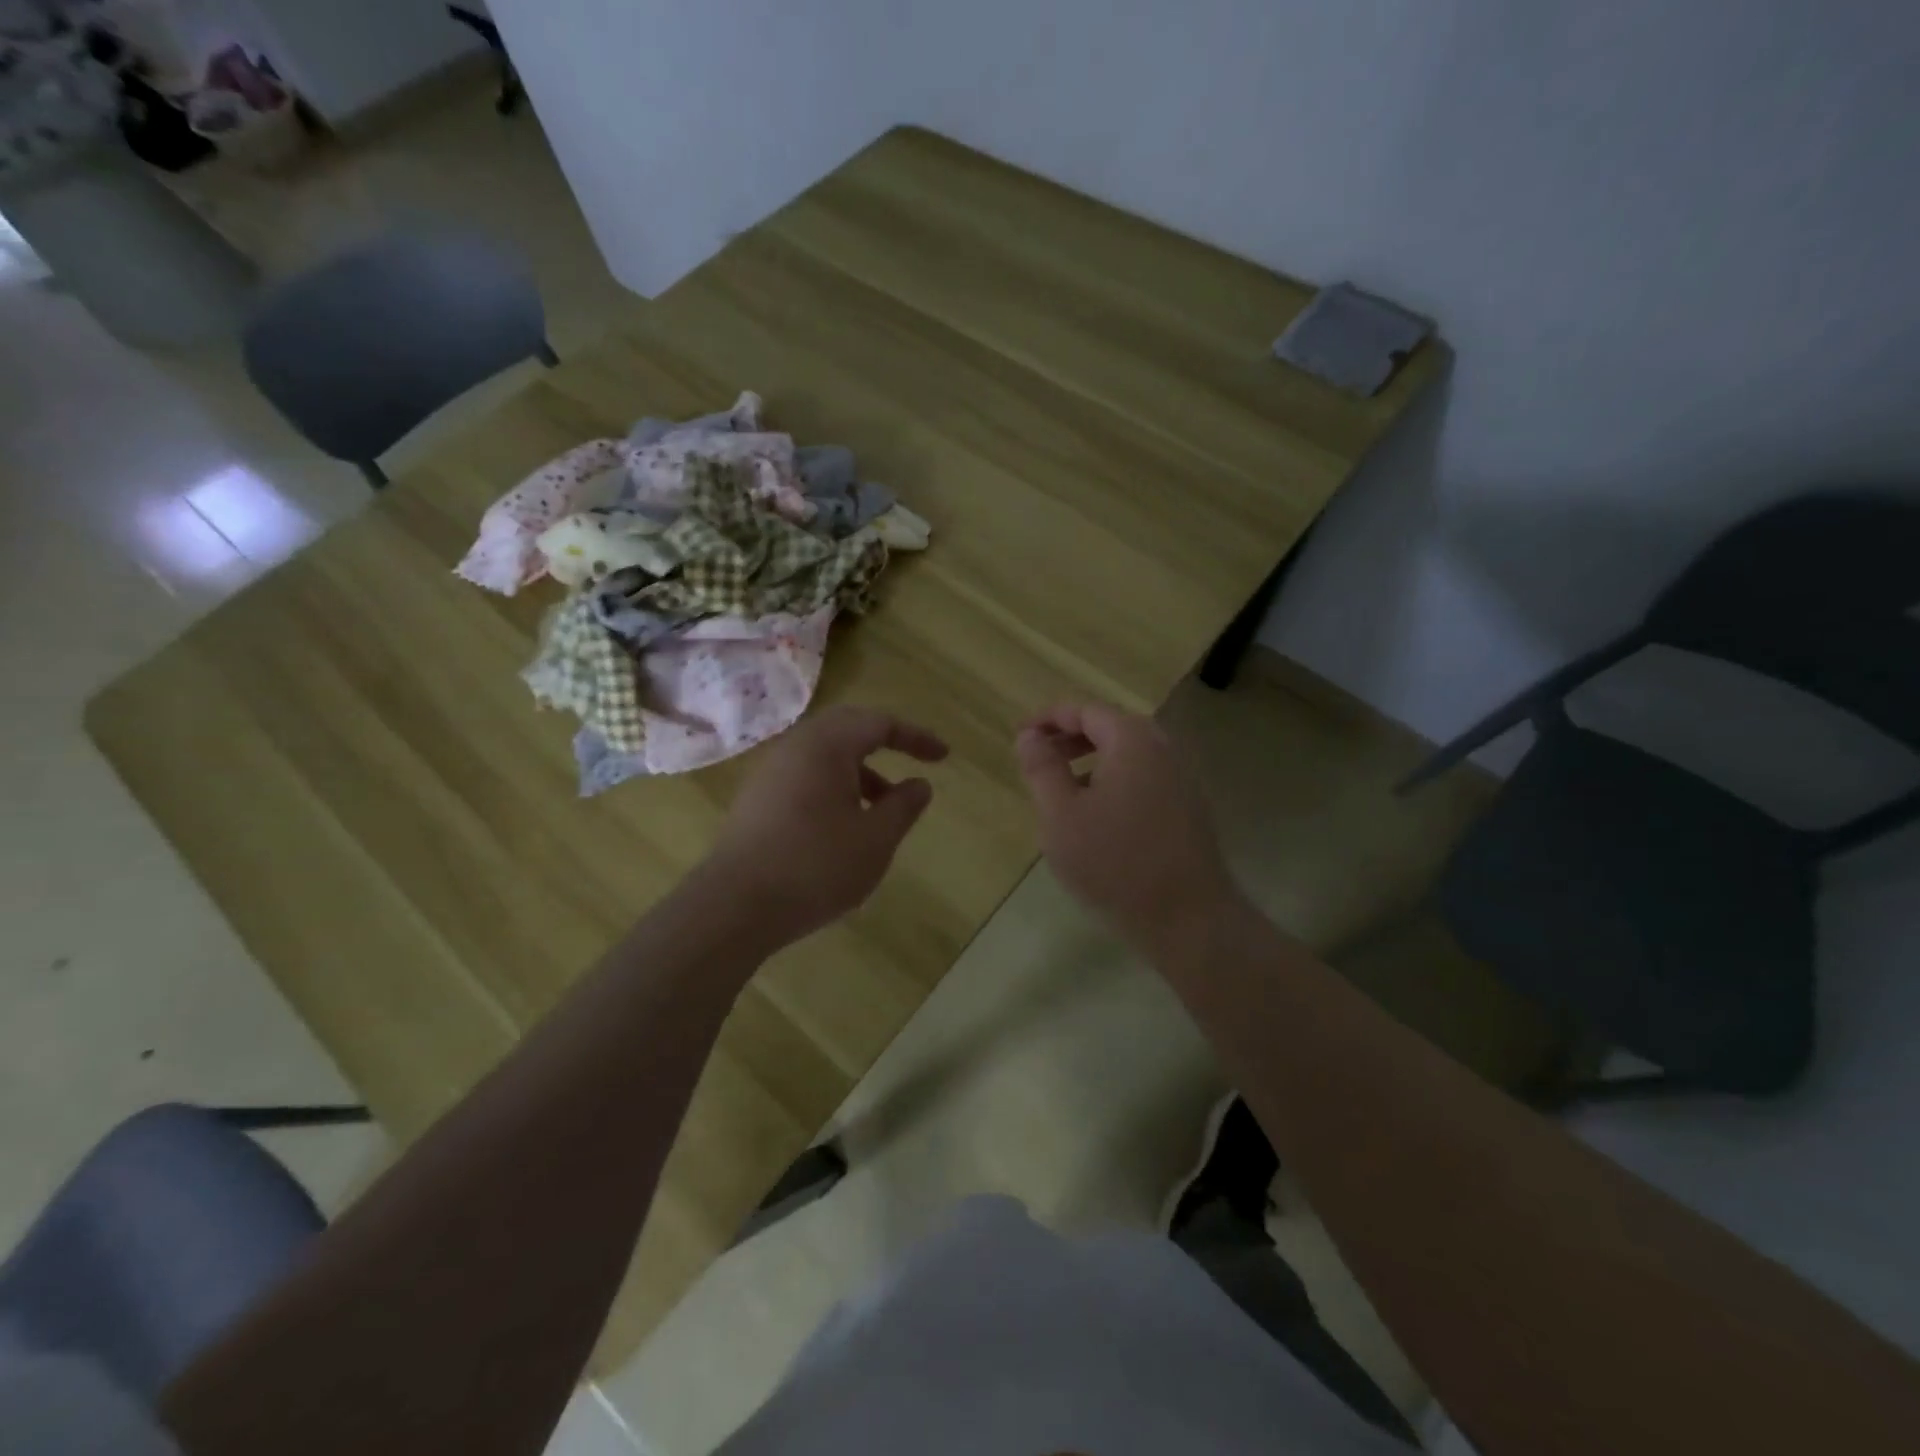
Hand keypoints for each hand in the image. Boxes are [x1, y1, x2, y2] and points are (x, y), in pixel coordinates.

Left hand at [707, 705, 948, 946]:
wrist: (735, 906)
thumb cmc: (815, 866)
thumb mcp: (875, 840)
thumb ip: (903, 806)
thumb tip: (919, 785)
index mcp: (826, 745)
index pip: (880, 723)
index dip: (916, 737)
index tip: (943, 757)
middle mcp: (795, 746)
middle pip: (848, 729)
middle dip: (884, 743)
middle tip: (913, 763)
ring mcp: (770, 772)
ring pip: (825, 755)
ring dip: (859, 771)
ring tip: (882, 809)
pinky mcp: (757, 798)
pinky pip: (805, 776)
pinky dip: (834, 787)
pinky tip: (844, 826)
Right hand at [1015, 702, 1239, 953]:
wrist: (1188, 919)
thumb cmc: (1115, 862)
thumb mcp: (1061, 815)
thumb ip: (1042, 768)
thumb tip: (1029, 736)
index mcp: (1132, 740)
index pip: (1084, 710)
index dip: (1048, 719)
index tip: (1020, 737)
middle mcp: (1162, 749)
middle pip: (1110, 728)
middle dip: (1070, 738)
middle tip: (1038, 759)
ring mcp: (1181, 779)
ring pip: (1127, 756)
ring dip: (1091, 763)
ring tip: (1061, 791)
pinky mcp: (1187, 809)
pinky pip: (1143, 779)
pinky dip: (1113, 782)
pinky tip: (1096, 819)